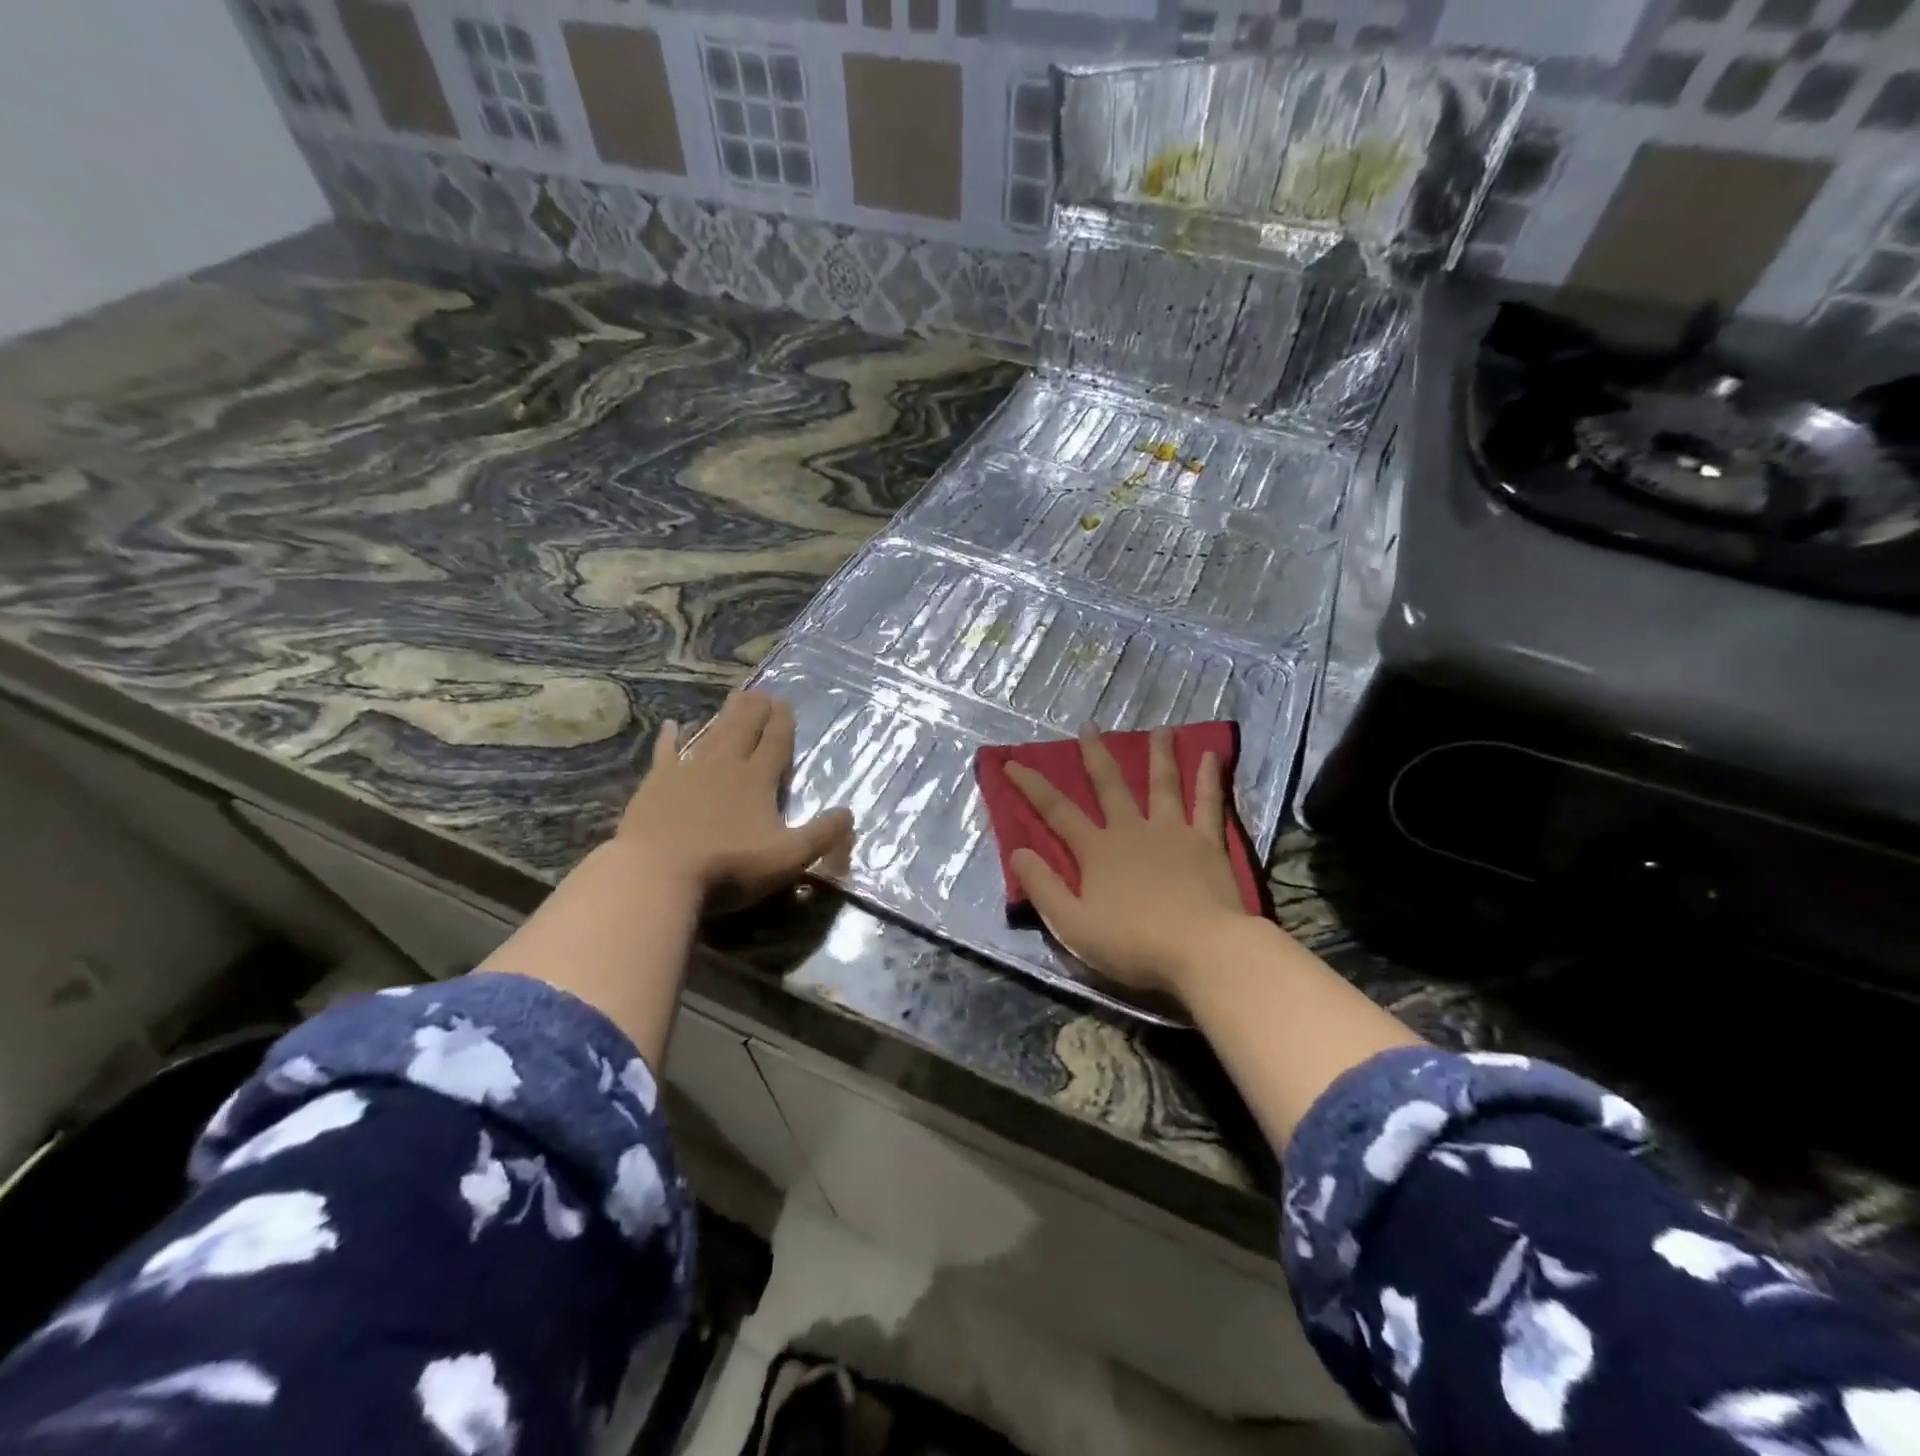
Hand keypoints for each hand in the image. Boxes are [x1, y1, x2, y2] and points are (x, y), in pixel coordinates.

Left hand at [616, 689, 852, 909]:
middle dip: (755, 710)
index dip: (782, 723)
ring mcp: (688, 771)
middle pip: (744, 730)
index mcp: (757, 780)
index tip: (785, 702)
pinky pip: (666, 752)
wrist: (657, 873)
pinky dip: (670, 738)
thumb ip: (822, 835)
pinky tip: (671, 725)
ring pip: (712, 734)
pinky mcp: (656, 784)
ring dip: (724, 715)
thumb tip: (850, 814)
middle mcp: (725, 766)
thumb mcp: (788, 857)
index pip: (775, 744)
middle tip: (761, 690)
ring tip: (735, 696)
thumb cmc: (729, 866)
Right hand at [1004, 725, 1251, 999]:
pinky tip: (1211, 755)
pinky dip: (1209, 778)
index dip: (1032, 786)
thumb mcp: (1072, 924)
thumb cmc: (1133, 943)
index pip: (1056, 811)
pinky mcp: (1206, 842)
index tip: (1012, 762)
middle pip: (1110, 785)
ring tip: (1161, 729)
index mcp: (1096, 850)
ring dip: (1159, 755)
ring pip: (1162, 784)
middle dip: (1095, 755)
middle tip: (1089, 727)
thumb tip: (1016, 851)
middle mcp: (1131, 830)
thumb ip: (1043, 886)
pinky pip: (1208, 803)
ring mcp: (1172, 832)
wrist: (1202, 950)